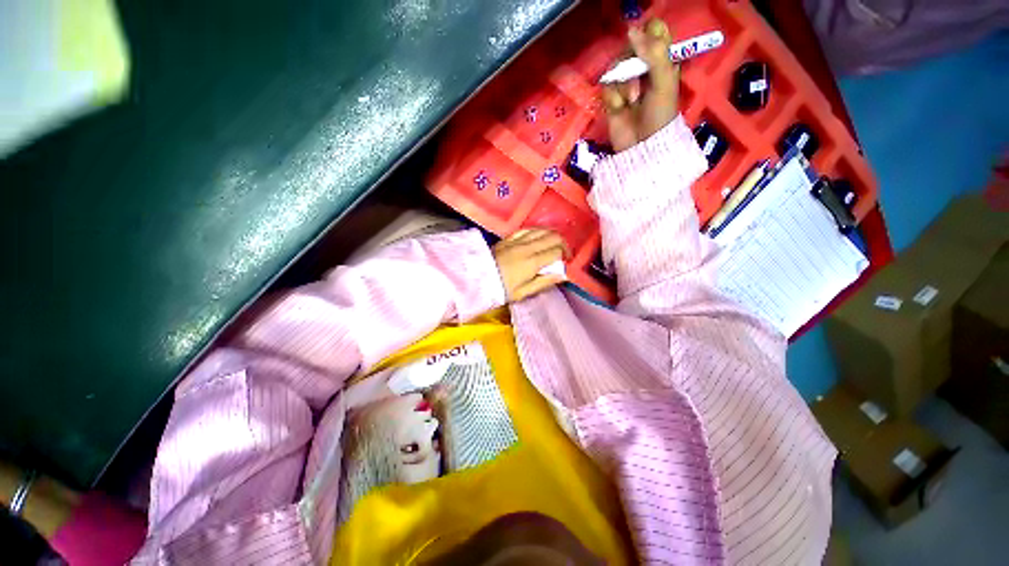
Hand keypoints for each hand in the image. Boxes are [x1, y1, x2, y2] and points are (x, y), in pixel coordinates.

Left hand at [493, 229, 567, 301]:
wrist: (476, 278)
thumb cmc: (501, 289)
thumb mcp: (523, 292)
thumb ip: (544, 282)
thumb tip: (563, 275)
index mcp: (532, 262)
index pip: (557, 251)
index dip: (566, 256)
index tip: (566, 262)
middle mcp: (527, 247)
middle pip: (553, 236)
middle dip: (563, 244)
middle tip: (562, 254)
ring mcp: (517, 240)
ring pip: (542, 230)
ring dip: (551, 236)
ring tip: (552, 246)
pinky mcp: (509, 237)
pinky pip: (528, 229)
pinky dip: (538, 231)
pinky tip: (538, 238)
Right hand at [603, 18, 679, 151]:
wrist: (641, 146)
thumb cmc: (659, 114)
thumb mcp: (664, 82)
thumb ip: (653, 53)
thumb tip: (631, 29)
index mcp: (662, 60)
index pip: (654, 31)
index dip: (648, 33)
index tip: (645, 46)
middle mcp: (643, 67)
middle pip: (630, 46)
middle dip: (632, 63)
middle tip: (639, 81)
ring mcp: (625, 82)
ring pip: (616, 66)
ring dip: (623, 84)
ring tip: (631, 101)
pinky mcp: (611, 98)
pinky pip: (606, 86)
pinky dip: (612, 98)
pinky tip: (619, 109)